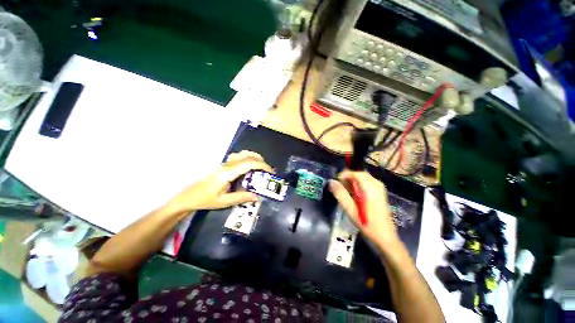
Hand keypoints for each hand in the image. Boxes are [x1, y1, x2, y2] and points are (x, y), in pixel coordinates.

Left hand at [166, 151, 272, 212]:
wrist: (188, 197)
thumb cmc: (205, 199)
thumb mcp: (224, 202)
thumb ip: (242, 197)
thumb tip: (257, 196)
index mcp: (228, 173)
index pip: (248, 163)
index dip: (262, 165)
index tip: (270, 171)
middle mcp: (227, 165)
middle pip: (247, 156)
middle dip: (260, 161)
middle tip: (267, 170)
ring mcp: (225, 164)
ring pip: (242, 154)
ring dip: (254, 158)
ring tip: (260, 168)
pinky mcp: (223, 165)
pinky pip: (238, 157)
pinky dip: (247, 158)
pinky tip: (248, 168)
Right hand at [329, 170, 401, 252]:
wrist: (385, 237)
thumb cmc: (367, 224)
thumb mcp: (350, 210)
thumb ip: (340, 194)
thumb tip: (331, 182)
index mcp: (370, 189)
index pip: (355, 173)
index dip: (344, 175)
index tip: (336, 181)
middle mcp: (377, 185)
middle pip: (360, 174)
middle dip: (348, 177)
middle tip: (340, 186)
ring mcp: (380, 188)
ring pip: (364, 177)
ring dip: (353, 181)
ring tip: (346, 190)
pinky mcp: (380, 192)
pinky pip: (368, 182)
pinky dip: (359, 184)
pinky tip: (355, 194)